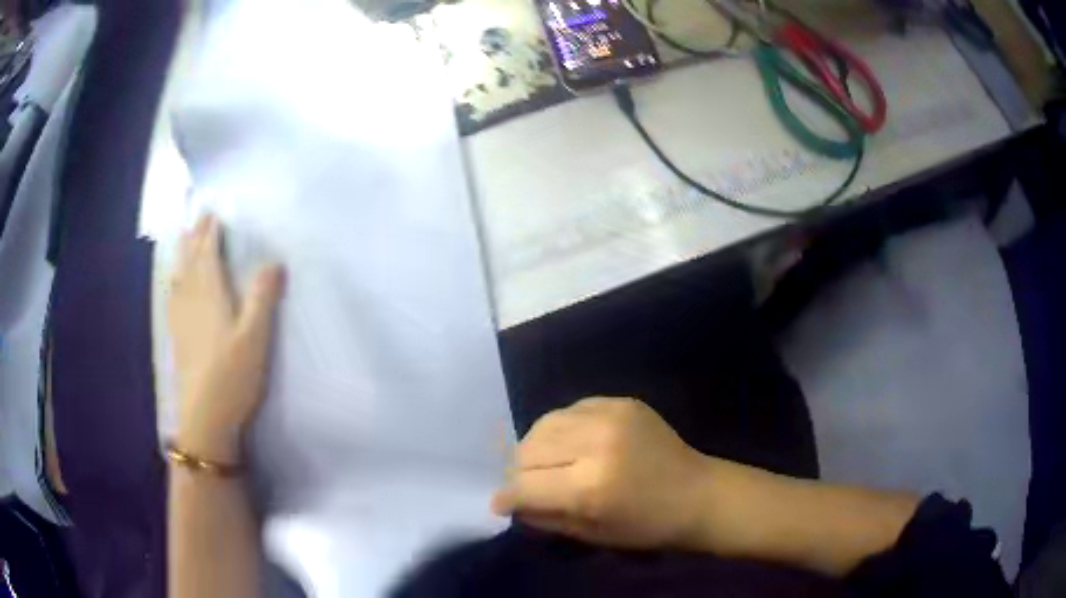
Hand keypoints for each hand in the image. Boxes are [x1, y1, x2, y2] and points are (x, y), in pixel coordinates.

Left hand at [168, 214, 283, 463]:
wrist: (205, 417)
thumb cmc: (232, 375)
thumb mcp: (256, 336)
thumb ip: (263, 296)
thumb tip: (274, 260)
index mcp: (210, 293)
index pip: (208, 252)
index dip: (211, 231)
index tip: (214, 211)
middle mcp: (191, 299)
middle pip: (190, 259)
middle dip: (195, 236)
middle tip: (199, 217)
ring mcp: (180, 318)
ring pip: (179, 275)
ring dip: (182, 253)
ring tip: (183, 239)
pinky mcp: (177, 335)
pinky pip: (173, 295)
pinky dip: (174, 279)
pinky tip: (174, 284)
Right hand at [491, 397, 709, 548]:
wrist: (698, 493)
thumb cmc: (646, 526)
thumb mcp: (590, 534)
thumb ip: (544, 516)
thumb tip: (511, 502)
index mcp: (589, 486)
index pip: (525, 485)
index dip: (507, 496)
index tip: (501, 503)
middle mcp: (595, 443)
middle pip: (528, 449)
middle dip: (520, 472)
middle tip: (528, 485)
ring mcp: (610, 416)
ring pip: (544, 423)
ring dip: (536, 447)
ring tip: (547, 463)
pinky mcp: (621, 402)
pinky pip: (571, 410)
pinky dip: (562, 429)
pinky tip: (573, 444)